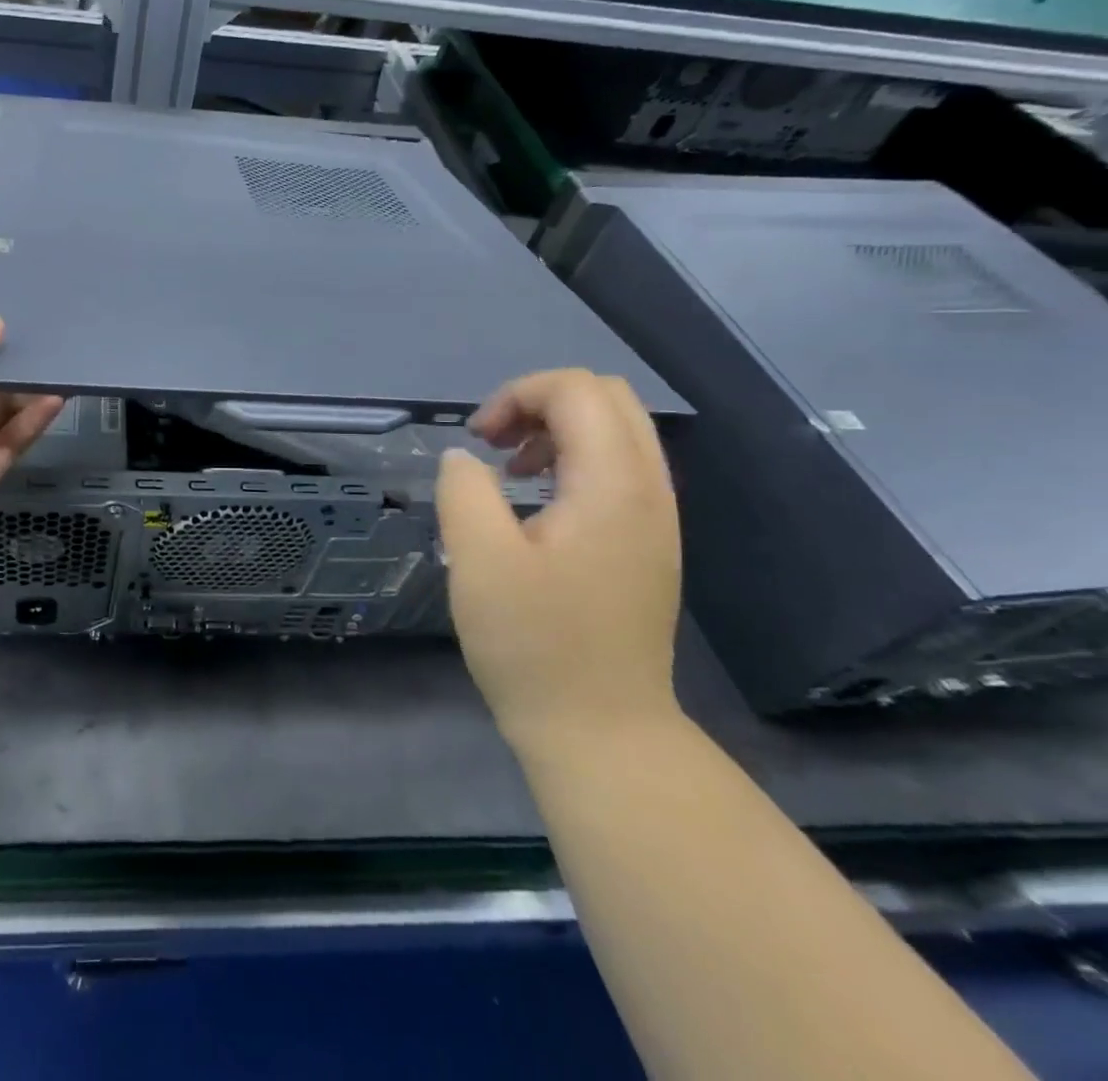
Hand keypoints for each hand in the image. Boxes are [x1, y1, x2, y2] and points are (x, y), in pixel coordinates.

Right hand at [436, 369, 682, 754]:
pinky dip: (572, 460)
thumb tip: (465, 459)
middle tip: (494, 445)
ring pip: (616, 430)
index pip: (576, 389)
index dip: (516, 395)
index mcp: (613, 485)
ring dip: (556, 430)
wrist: (602, 730)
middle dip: (540, 402)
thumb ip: (465, 490)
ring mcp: (655, 517)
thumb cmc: (535, 645)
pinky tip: (536, 504)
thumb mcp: (479, 561)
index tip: (478, 442)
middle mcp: (649, 489)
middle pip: (606, 397)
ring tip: (510, 472)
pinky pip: (618, 467)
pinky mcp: (647, 542)